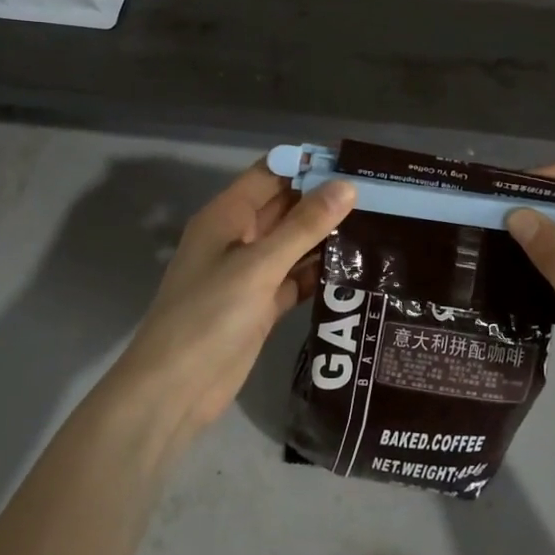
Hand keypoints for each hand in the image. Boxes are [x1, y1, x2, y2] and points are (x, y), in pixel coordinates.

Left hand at [110, 161, 356, 449]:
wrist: (175, 390)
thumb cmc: (209, 315)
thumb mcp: (259, 265)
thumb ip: (304, 226)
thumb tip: (347, 186)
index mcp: (227, 215)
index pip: (271, 173)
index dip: (308, 165)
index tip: (355, 163)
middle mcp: (239, 237)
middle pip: (286, 206)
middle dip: (325, 199)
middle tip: (380, 195)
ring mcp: (250, 273)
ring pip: (294, 243)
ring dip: (327, 236)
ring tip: (379, 226)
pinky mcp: (262, 305)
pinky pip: (296, 277)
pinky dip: (320, 272)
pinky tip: (358, 269)